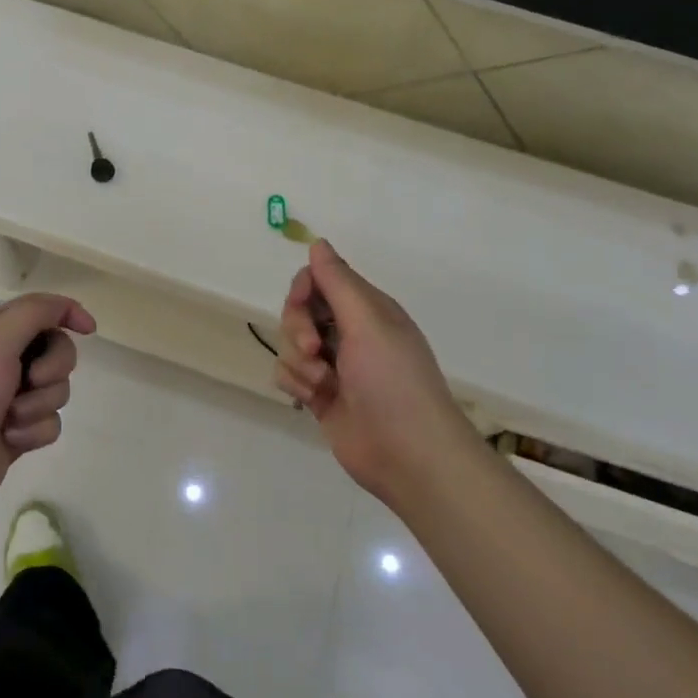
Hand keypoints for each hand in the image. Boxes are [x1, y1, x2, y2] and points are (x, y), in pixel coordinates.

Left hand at [0, 292, 95, 531]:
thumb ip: (33, 314)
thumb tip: (67, 308)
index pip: (39, 310)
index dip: (67, 313)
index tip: (89, 330)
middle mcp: (1, 362)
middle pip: (56, 350)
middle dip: (53, 366)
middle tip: (31, 380)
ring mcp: (9, 400)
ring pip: (57, 390)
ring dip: (39, 404)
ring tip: (9, 419)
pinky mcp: (16, 434)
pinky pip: (49, 424)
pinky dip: (34, 431)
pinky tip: (9, 441)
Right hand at [274, 240, 468, 501]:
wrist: (408, 454)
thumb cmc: (393, 380)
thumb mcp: (368, 322)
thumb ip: (338, 282)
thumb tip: (318, 243)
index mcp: (367, 310)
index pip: (321, 279)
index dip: (304, 288)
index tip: (302, 304)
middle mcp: (350, 333)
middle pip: (300, 310)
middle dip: (298, 327)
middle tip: (314, 349)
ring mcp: (334, 366)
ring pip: (290, 344)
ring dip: (299, 361)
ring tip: (322, 383)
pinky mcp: (321, 395)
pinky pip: (289, 374)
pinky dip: (296, 383)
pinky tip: (314, 399)